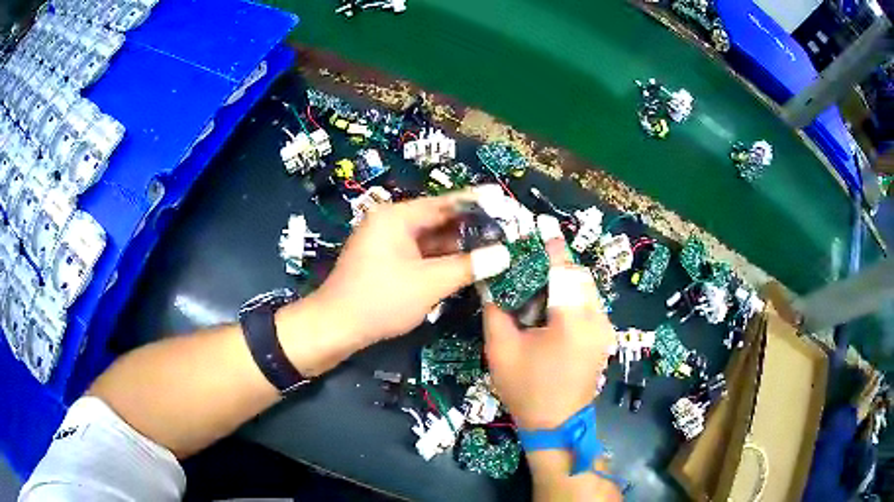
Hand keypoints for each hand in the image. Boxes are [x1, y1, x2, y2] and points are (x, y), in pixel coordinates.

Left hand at [279, 192, 511, 375]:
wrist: (336, 327)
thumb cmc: (380, 300)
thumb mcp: (429, 283)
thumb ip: (468, 266)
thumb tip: (505, 255)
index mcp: (396, 217)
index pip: (443, 203)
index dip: (476, 201)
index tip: (502, 198)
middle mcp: (391, 223)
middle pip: (438, 219)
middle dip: (470, 226)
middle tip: (505, 228)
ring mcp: (387, 243)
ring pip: (430, 239)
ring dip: (458, 244)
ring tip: (494, 246)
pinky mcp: (387, 261)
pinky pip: (421, 253)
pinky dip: (442, 258)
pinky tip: (467, 264)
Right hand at [483, 215, 614, 428]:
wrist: (555, 424)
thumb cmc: (526, 389)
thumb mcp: (501, 348)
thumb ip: (496, 309)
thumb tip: (491, 279)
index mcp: (572, 320)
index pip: (563, 271)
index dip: (551, 247)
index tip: (540, 226)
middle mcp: (596, 319)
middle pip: (579, 276)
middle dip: (557, 263)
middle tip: (530, 263)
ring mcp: (605, 329)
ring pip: (587, 289)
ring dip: (566, 280)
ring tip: (539, 284)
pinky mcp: (604, 337)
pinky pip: (590, 304)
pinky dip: (573, 295)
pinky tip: (553, 305)